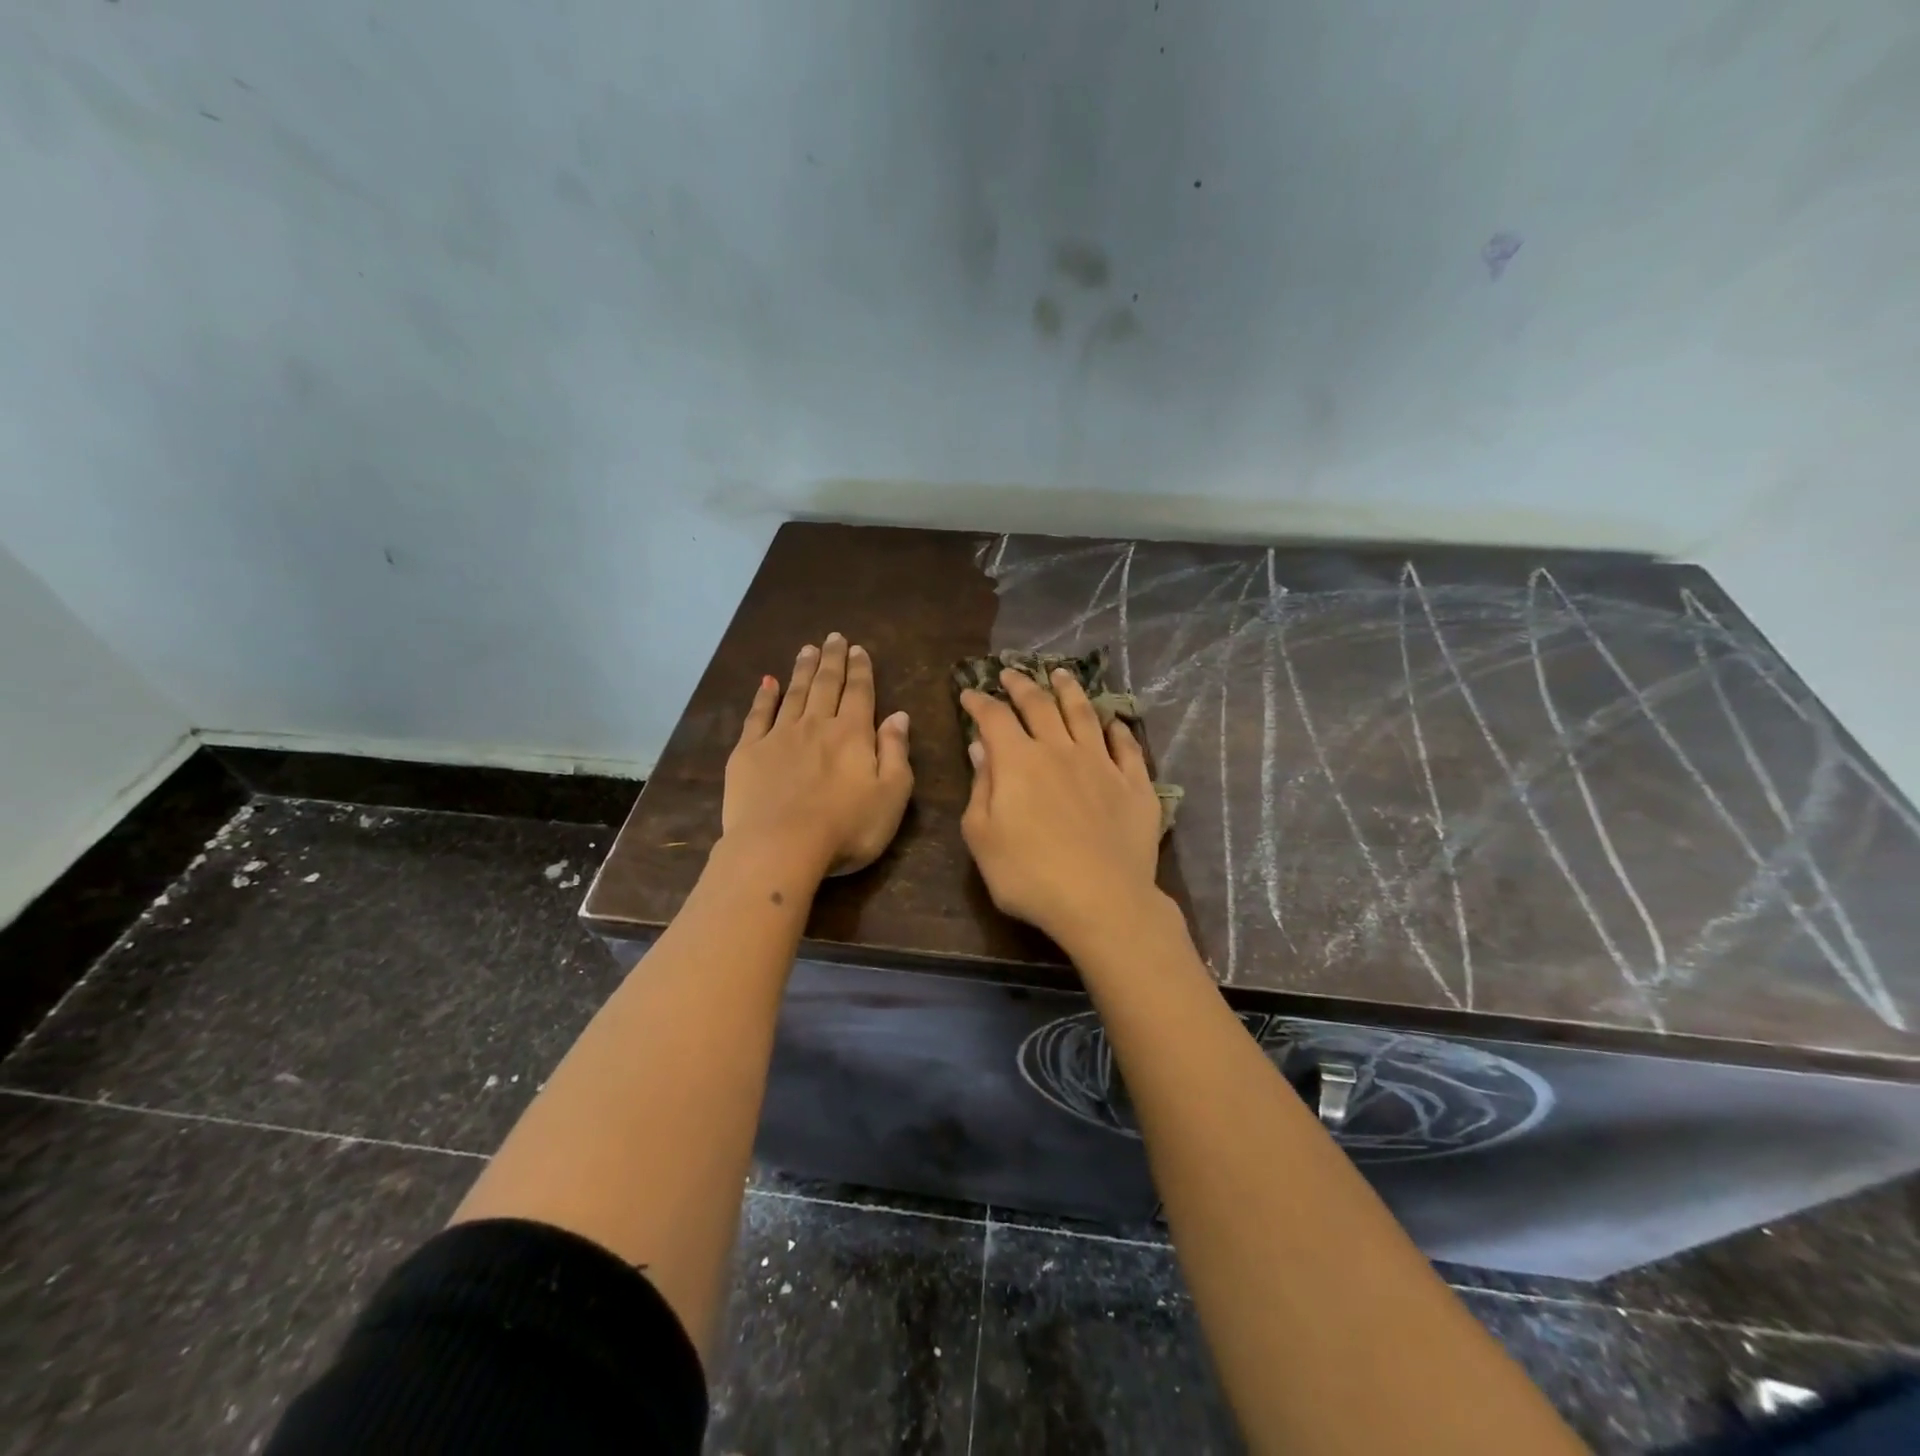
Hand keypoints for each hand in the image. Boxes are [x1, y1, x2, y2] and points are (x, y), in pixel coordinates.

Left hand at [723, 633, 913, 878]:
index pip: (860, 693)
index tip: (858, 649)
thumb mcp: (891, 795)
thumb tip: (899, 715)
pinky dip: (763, 697)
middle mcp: (816, 726)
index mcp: (852, 735)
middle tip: (834, 638)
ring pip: (794, 694)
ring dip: (802, 670)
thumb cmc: (846, 828)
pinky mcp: (748, 753)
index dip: (860, 670)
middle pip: (825, 685)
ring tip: (807, 649)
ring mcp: (778, 737)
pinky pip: (757, 716)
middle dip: (832, 660)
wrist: (779, 847)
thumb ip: (896, 752)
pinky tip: (766, 682)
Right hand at [960, 668, 1166, 950]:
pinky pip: (1126, 747)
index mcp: (1019, 761)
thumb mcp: (982, 837)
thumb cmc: (1029, 875)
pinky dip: (1118, 729)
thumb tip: (980, 747)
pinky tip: (1113, 722)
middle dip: (1022, 685)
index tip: (970, 693)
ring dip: (1070, 690)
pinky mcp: (1135, 785)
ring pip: (1084, 715)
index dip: (979, 702)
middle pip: (1040, 705)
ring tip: (1061, 674)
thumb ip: (981, 787)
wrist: (1101, 901)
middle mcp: (1060, 750)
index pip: (994, 718)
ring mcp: (1102, 765)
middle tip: (1012, 673)